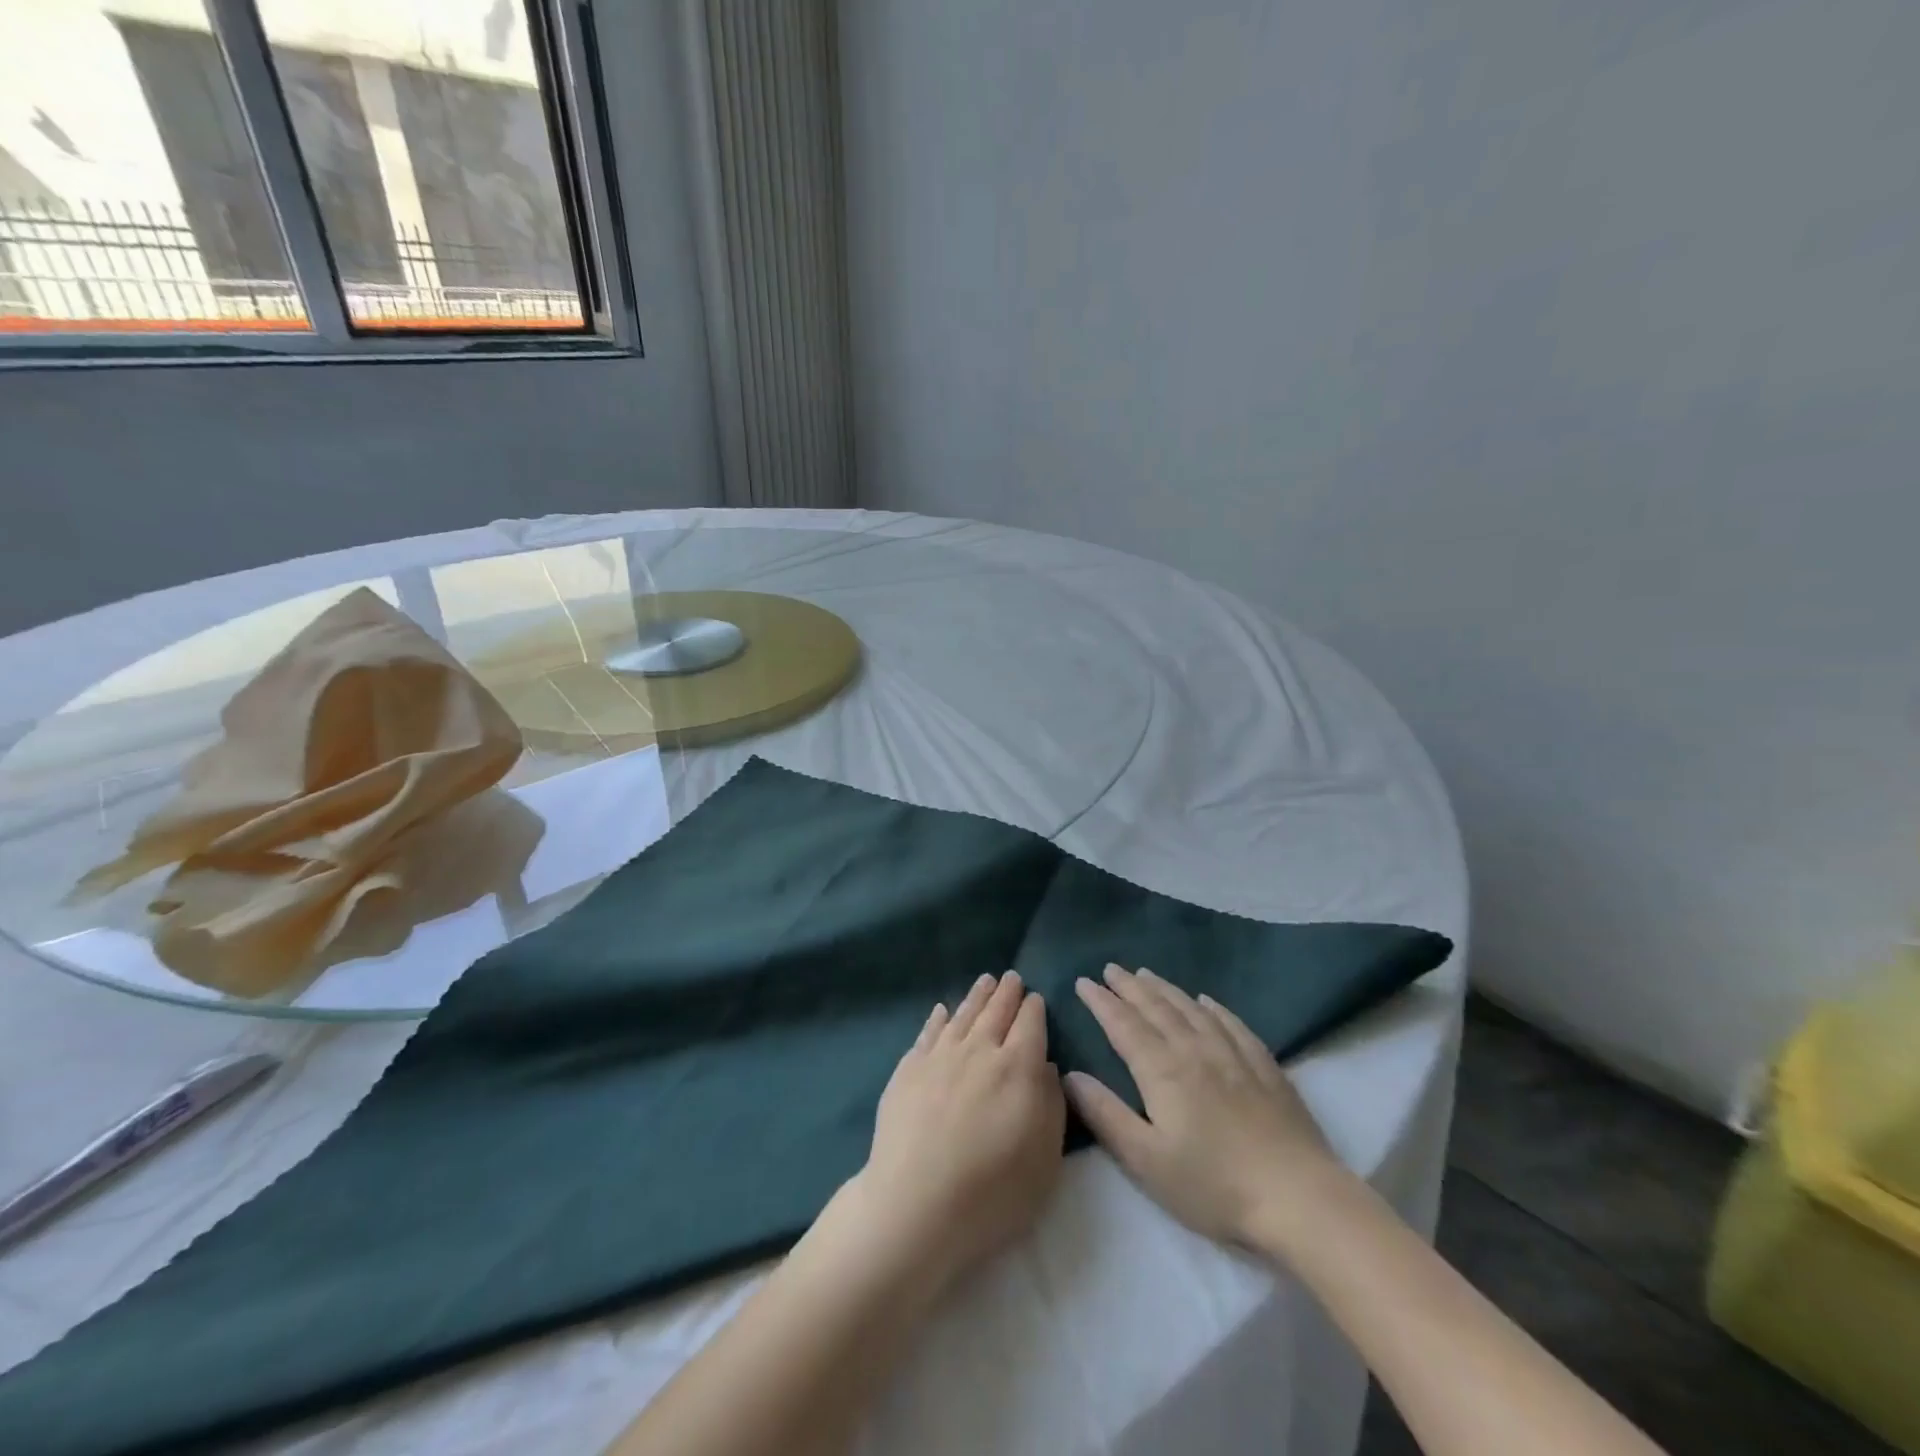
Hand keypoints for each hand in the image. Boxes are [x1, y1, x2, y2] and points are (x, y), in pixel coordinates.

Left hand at [844, 971, 1064, 1295]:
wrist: (915, 1206)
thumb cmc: (992, 1192)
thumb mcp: (1045, 1159)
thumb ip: (1051, 1105)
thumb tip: (1046, 1066)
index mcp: (1018, 1067)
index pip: (1030, 1024)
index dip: (1034, 1009)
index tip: (1036, 998)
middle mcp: (979, 1050)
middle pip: (996, 1011)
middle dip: (1007, 993)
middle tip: (1012, 977)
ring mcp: (939, 1056)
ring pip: (963, 1015)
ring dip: (976, 996)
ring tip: (985, 981)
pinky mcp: (908, 1070)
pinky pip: (928, 1033)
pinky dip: (938, 1018)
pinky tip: (941, 1011)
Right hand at [1066, 964, 1345, 1249]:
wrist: (1299, 1198)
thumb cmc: (1214, 1186)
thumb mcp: (1147, 1160)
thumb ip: (1105, 1115)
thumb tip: (1069, 1075)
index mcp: (1162, 1071)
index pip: (1123, 1025)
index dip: (1102, 1002)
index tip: (1083, 982)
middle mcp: (1195, 1050)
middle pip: (1156, 1009)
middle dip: (1129, 987)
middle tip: (1110, 968)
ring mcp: (1233, 1055)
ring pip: (1191, 1010)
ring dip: (1165, 989)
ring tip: (1146, 974)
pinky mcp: (1265, 1067)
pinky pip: (1232, 1024)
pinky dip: (1213, 1008)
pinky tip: (1206, 1001)